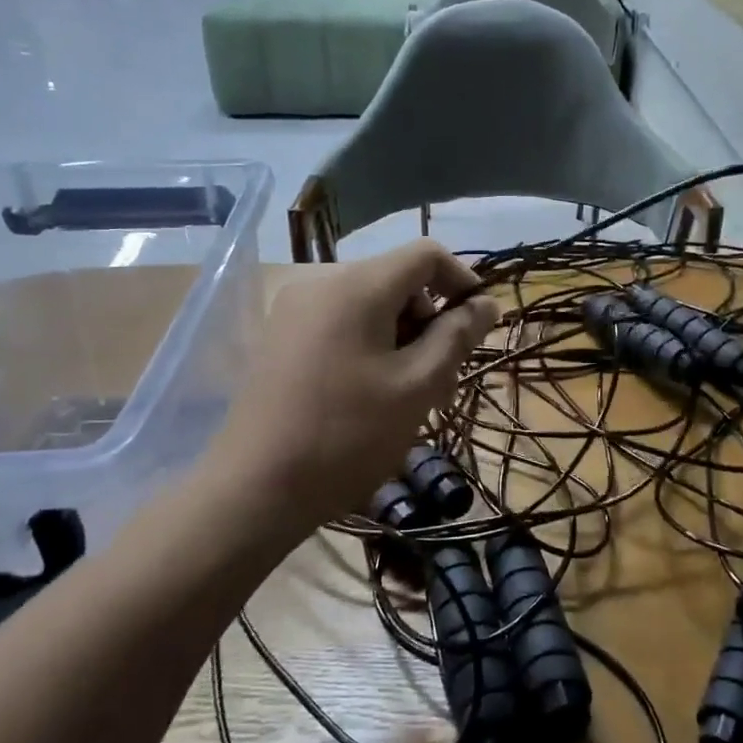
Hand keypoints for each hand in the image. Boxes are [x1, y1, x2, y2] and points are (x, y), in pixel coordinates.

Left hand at [210, 240, 500, 535]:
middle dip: (428, 319)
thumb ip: (456, 336)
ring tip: (405, 392)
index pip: (426, 254)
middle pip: (396, 279)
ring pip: (368, 304)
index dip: (462, 281)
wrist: (255, 488)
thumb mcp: (417, 386)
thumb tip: (486, 303)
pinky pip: (339, 323)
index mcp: (357, 285)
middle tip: (439, 376)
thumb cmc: (348, 435)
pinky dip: (368, 344)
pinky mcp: (279, 338)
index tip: (477, 327)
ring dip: (400, 336)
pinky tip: (368, 392)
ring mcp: (293, 311)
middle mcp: (320, 283)